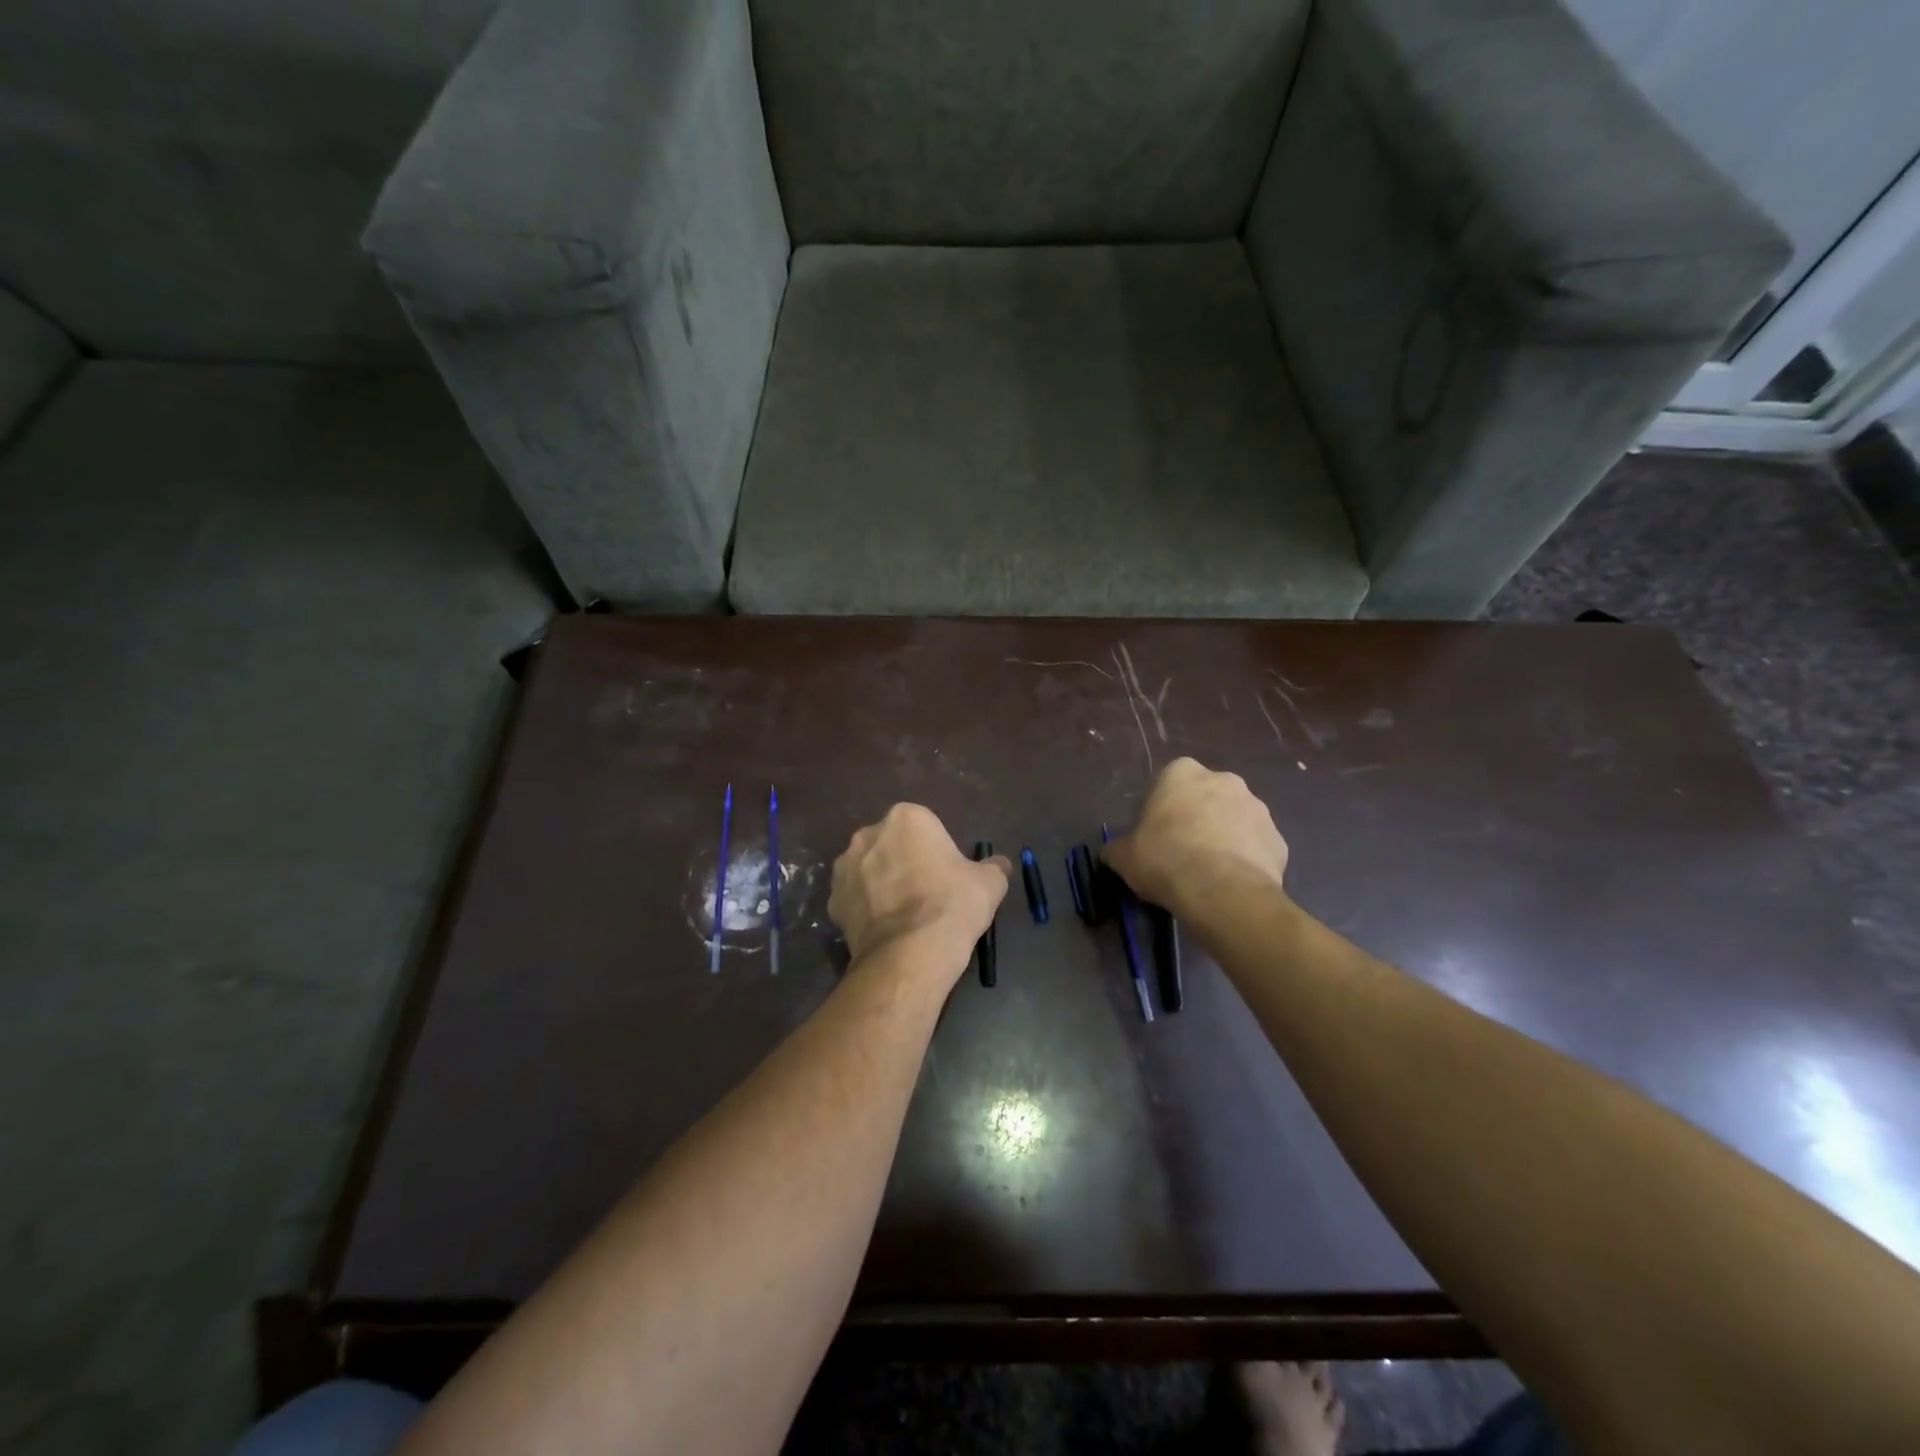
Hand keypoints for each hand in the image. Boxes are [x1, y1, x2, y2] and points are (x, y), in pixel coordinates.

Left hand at [828, 804, 1011, 975]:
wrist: (911, 954)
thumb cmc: (952, 904)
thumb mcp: (990, 884)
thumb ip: (993, 867)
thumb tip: (999, 865)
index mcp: (906, 818)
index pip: (924, 827)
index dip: (936, 851)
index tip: (946, 875)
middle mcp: (868, 834)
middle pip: (891, 844)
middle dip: (903, 862)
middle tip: (925, 893)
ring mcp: (844, 868)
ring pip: (868, 870)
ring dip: (881, 884)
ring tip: (903, 916)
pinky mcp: (832, 902)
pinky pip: (853, 900)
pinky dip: (865, 910)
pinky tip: (885, 930)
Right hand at [1103, 758, 1289, 918]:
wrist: (1222, 892)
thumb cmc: (1165, 859)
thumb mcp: (1124, 856)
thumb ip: (1119, 848)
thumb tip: (1115, 852)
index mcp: (1182, 773)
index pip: (1169, 781)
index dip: (1162, 808)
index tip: (1156, 834)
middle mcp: (1224, 780)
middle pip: (1206, 797)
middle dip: (1198, 818)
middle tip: (1182, 851)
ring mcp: (1258, 808)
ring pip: (1235, 820)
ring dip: (1224, 837)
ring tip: (1209, 872)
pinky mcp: (1278, 839)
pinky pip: (1256, 846)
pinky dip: (1246, 860)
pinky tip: (1231, 883)